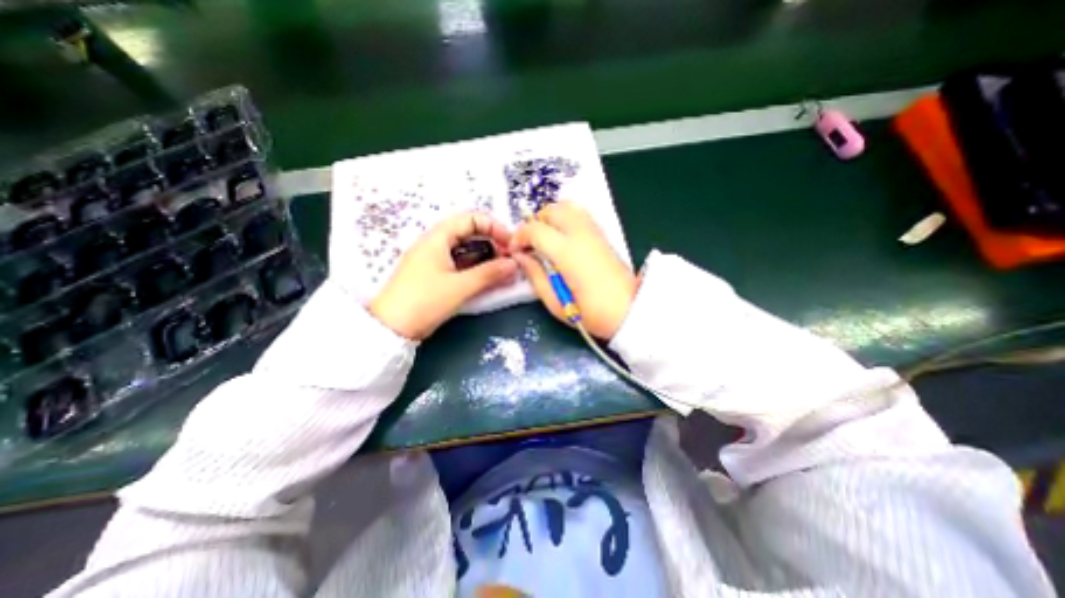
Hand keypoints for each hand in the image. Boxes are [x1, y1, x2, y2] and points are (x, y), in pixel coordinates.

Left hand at [371, 213, 519, 337]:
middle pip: (469, 234)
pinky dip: (476, 269)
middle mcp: (435, 244)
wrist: (391, 328)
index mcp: (438, 238)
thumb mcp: (460, 287)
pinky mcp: (434, 275)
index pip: (471, 219)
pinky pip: (460, 264)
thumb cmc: (424, 301)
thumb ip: (489, 274)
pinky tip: (487, 279)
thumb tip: (514, 264)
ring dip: (485, 257)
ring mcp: (434, 260)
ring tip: (503, 271)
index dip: (494, 227)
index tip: (510, 243)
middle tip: (509, 259)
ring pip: (466, 250)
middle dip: (492, 243)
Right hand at [511, 200, 634, 337]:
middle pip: (551, 210)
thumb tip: (522, 257)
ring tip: (545, 239)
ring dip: (550, 217)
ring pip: (567, 207)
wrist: (629, 311)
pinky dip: (565, 218)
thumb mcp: (555, 302)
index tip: (516, 251)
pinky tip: (562, 238)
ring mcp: (594, 232)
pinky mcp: (603, 235)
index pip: (535, 229)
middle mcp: (581, 234)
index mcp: (567, 252)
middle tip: (530, 244)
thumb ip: (535, 276)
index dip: (519, 237)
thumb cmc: (591, 313)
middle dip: (534, 222)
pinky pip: (580, 214)